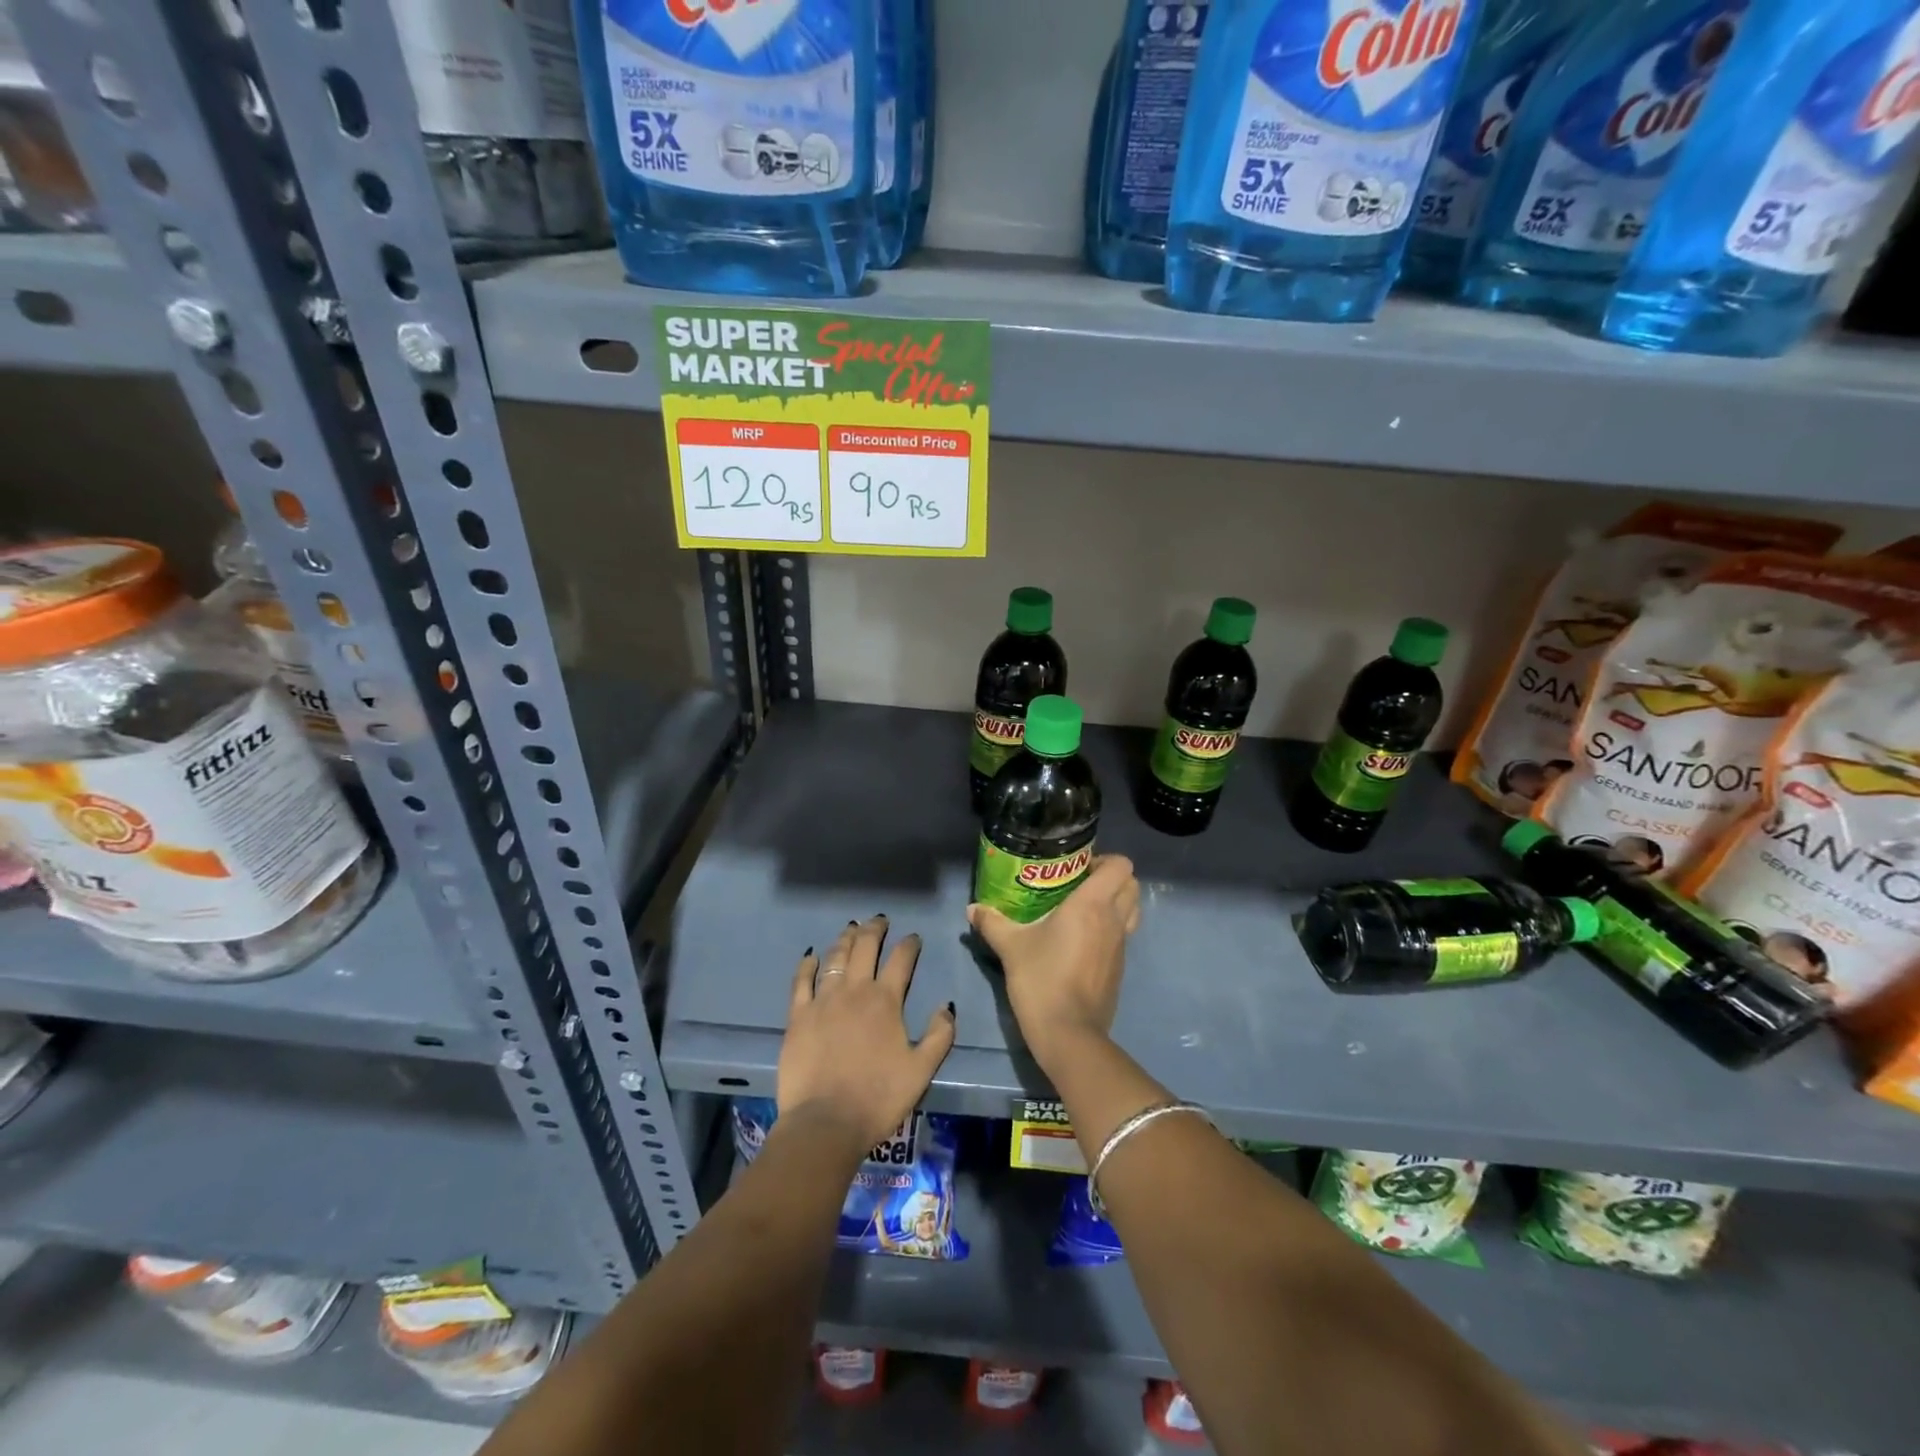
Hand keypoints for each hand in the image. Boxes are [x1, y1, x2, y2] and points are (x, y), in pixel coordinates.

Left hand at [777, 915, 956, 1152]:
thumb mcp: (921, 1071)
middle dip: (875, 929)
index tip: (914, 938)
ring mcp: (823, 1000)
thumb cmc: (878, 1098)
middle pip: (865, 947)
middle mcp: (854, 990)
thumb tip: (947, 1006)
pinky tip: (812, 956)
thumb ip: (939, 1036)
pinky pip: (802, 981)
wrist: (825, 1123)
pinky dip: (808, 964)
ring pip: (835, 957)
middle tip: (880, 920)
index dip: (910, 945)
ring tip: (852, 929)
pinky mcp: (798, 1015)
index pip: (901, 960)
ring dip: (845, 939)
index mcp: (886, 1001)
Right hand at [967, 855, 1139, 1072]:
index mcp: (1092, 905)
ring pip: (1131, 911)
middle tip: (1080, 884)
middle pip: (1131, 885)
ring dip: (1115, 903)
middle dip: (1112, 878)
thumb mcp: (1011, 947)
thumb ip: (992, 922)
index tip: (1078, 868)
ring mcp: (1121, 946)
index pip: (1121, 866)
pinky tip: (1080, 940)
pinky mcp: (1119, 968)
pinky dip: (1110, 929)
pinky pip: (1122, 936)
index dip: (1105, 860)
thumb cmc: (1041, 979)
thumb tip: (972, 908)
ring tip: (1082, 909)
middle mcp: (1113, 920)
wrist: (1069, 1033)